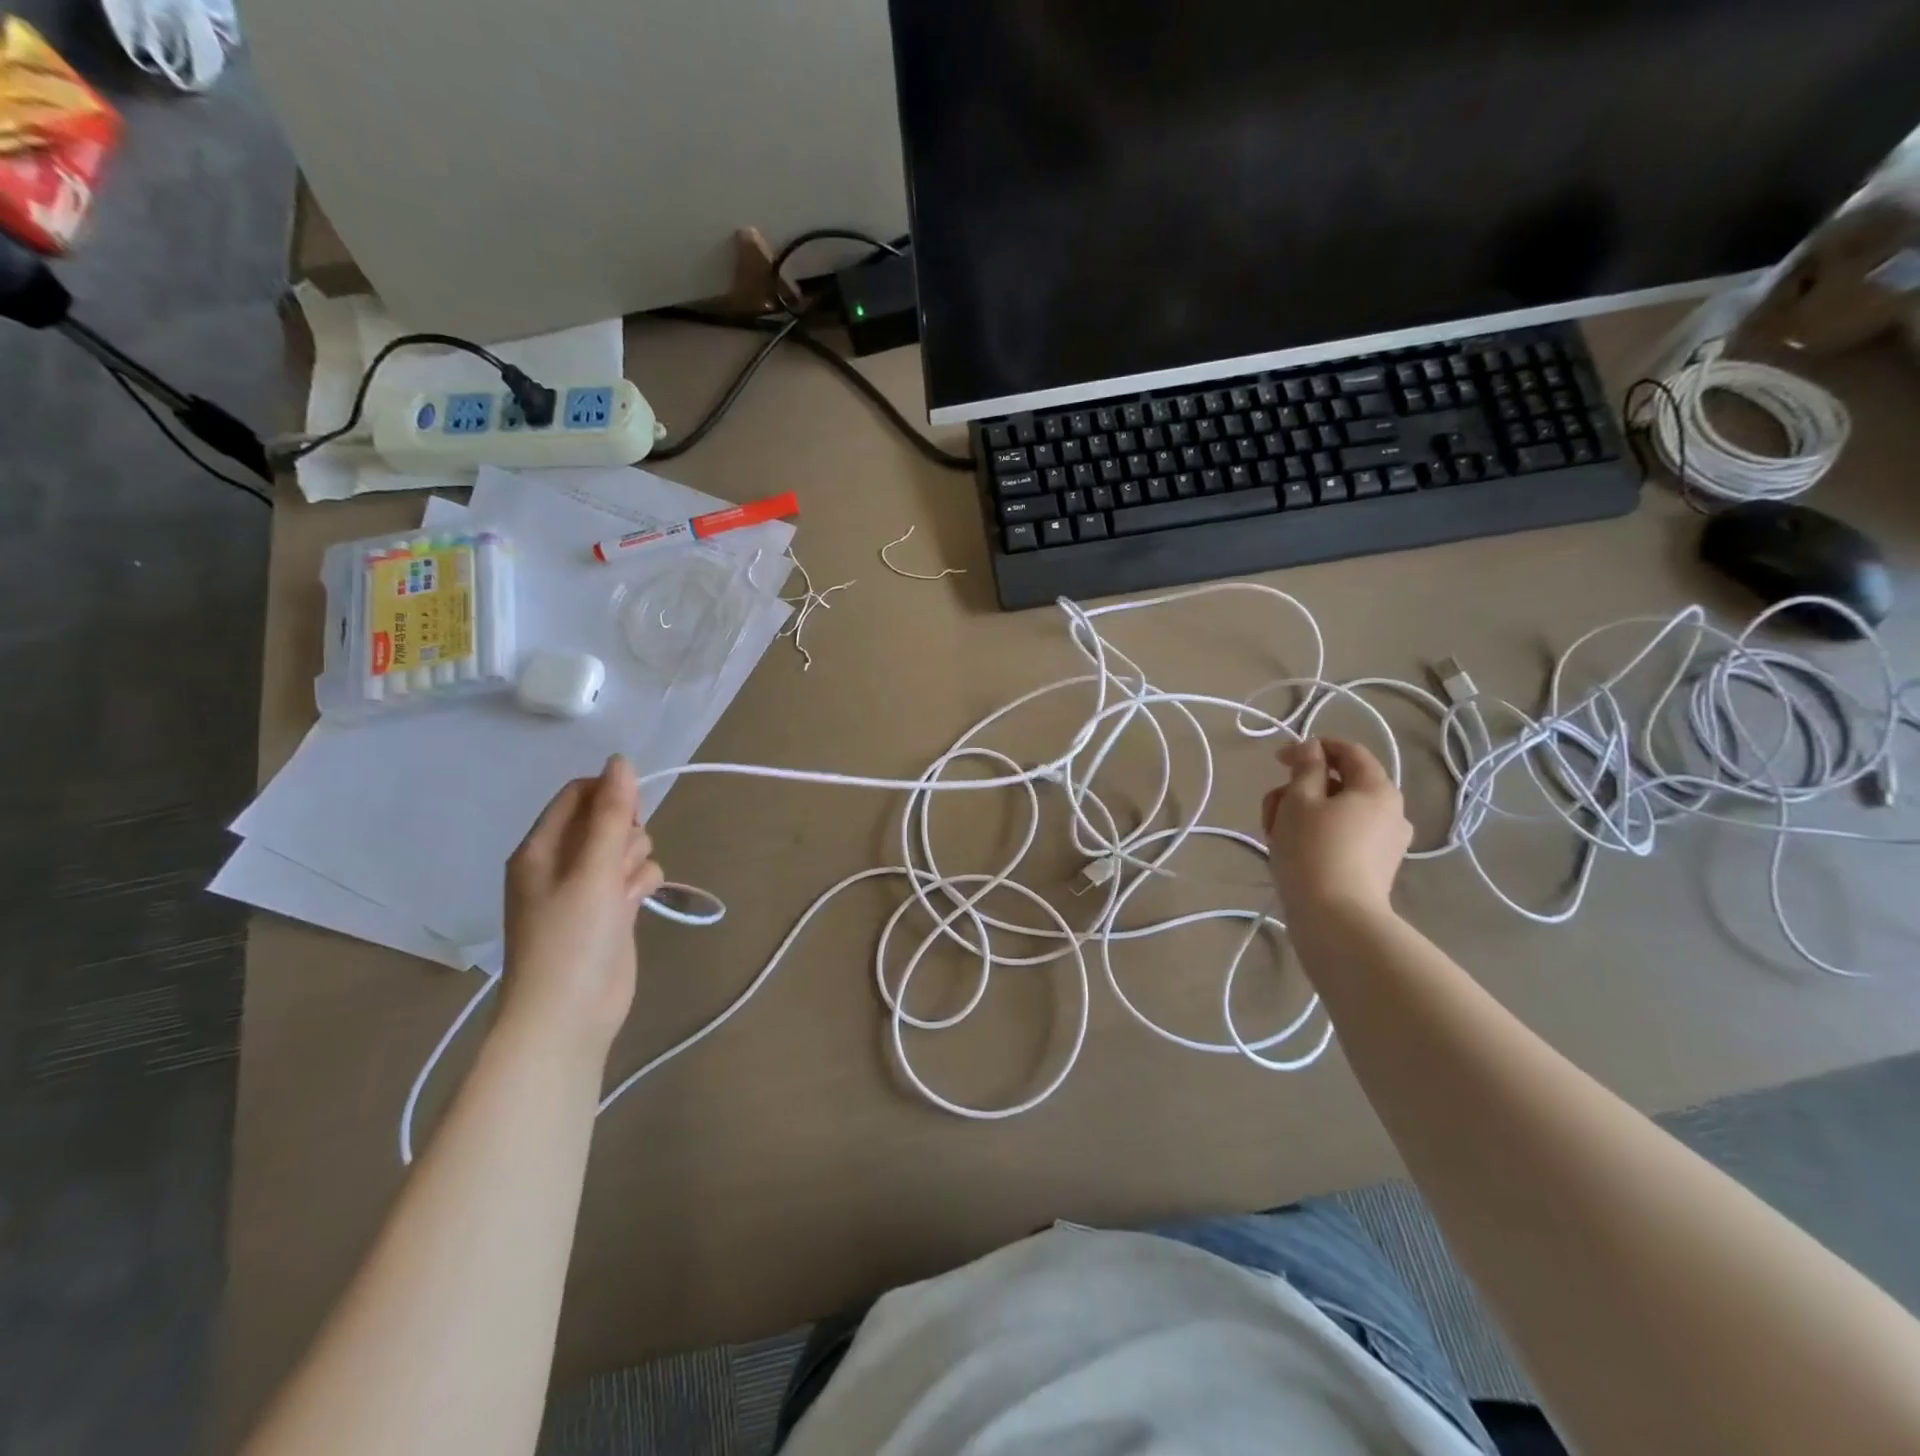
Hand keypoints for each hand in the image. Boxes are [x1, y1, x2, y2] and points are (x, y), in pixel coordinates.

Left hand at [500, 755, 663, 1057]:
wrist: (568, 1015)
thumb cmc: (572, 938)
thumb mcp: (593, 870)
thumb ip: (611, 814)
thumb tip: (620, 760)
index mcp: (541, 847)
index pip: (577, 795)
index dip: (610, 795)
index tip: (631, 814)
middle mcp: (561, 862)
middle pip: (608, 819)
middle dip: (626, 833)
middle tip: (620, 863)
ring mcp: (586, 888)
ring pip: (627, 848)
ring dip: (636, 861)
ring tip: (626, 892)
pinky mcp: (609, 911)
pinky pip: (635, 876)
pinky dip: (641, 884)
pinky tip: (636, 904)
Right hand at [1263, 738, 1411, 922]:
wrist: (1335, 919)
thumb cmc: (1314, 850)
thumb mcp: (1300, 800)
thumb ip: (1306, 767)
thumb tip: (1312, 749)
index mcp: (1377, 789)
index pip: (1348, 751)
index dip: (1312, 748)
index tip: (1278, 759)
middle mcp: (1390, 812)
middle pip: (1339, 784)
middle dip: (1299, 788)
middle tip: (1271, 807)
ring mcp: (1385, 843)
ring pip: (1336, 812)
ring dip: (1302, 814)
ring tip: (1273, 835)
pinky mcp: (1373, 868)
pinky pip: (1342, 837)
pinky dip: (1316, 835)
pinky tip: (1289, 852)